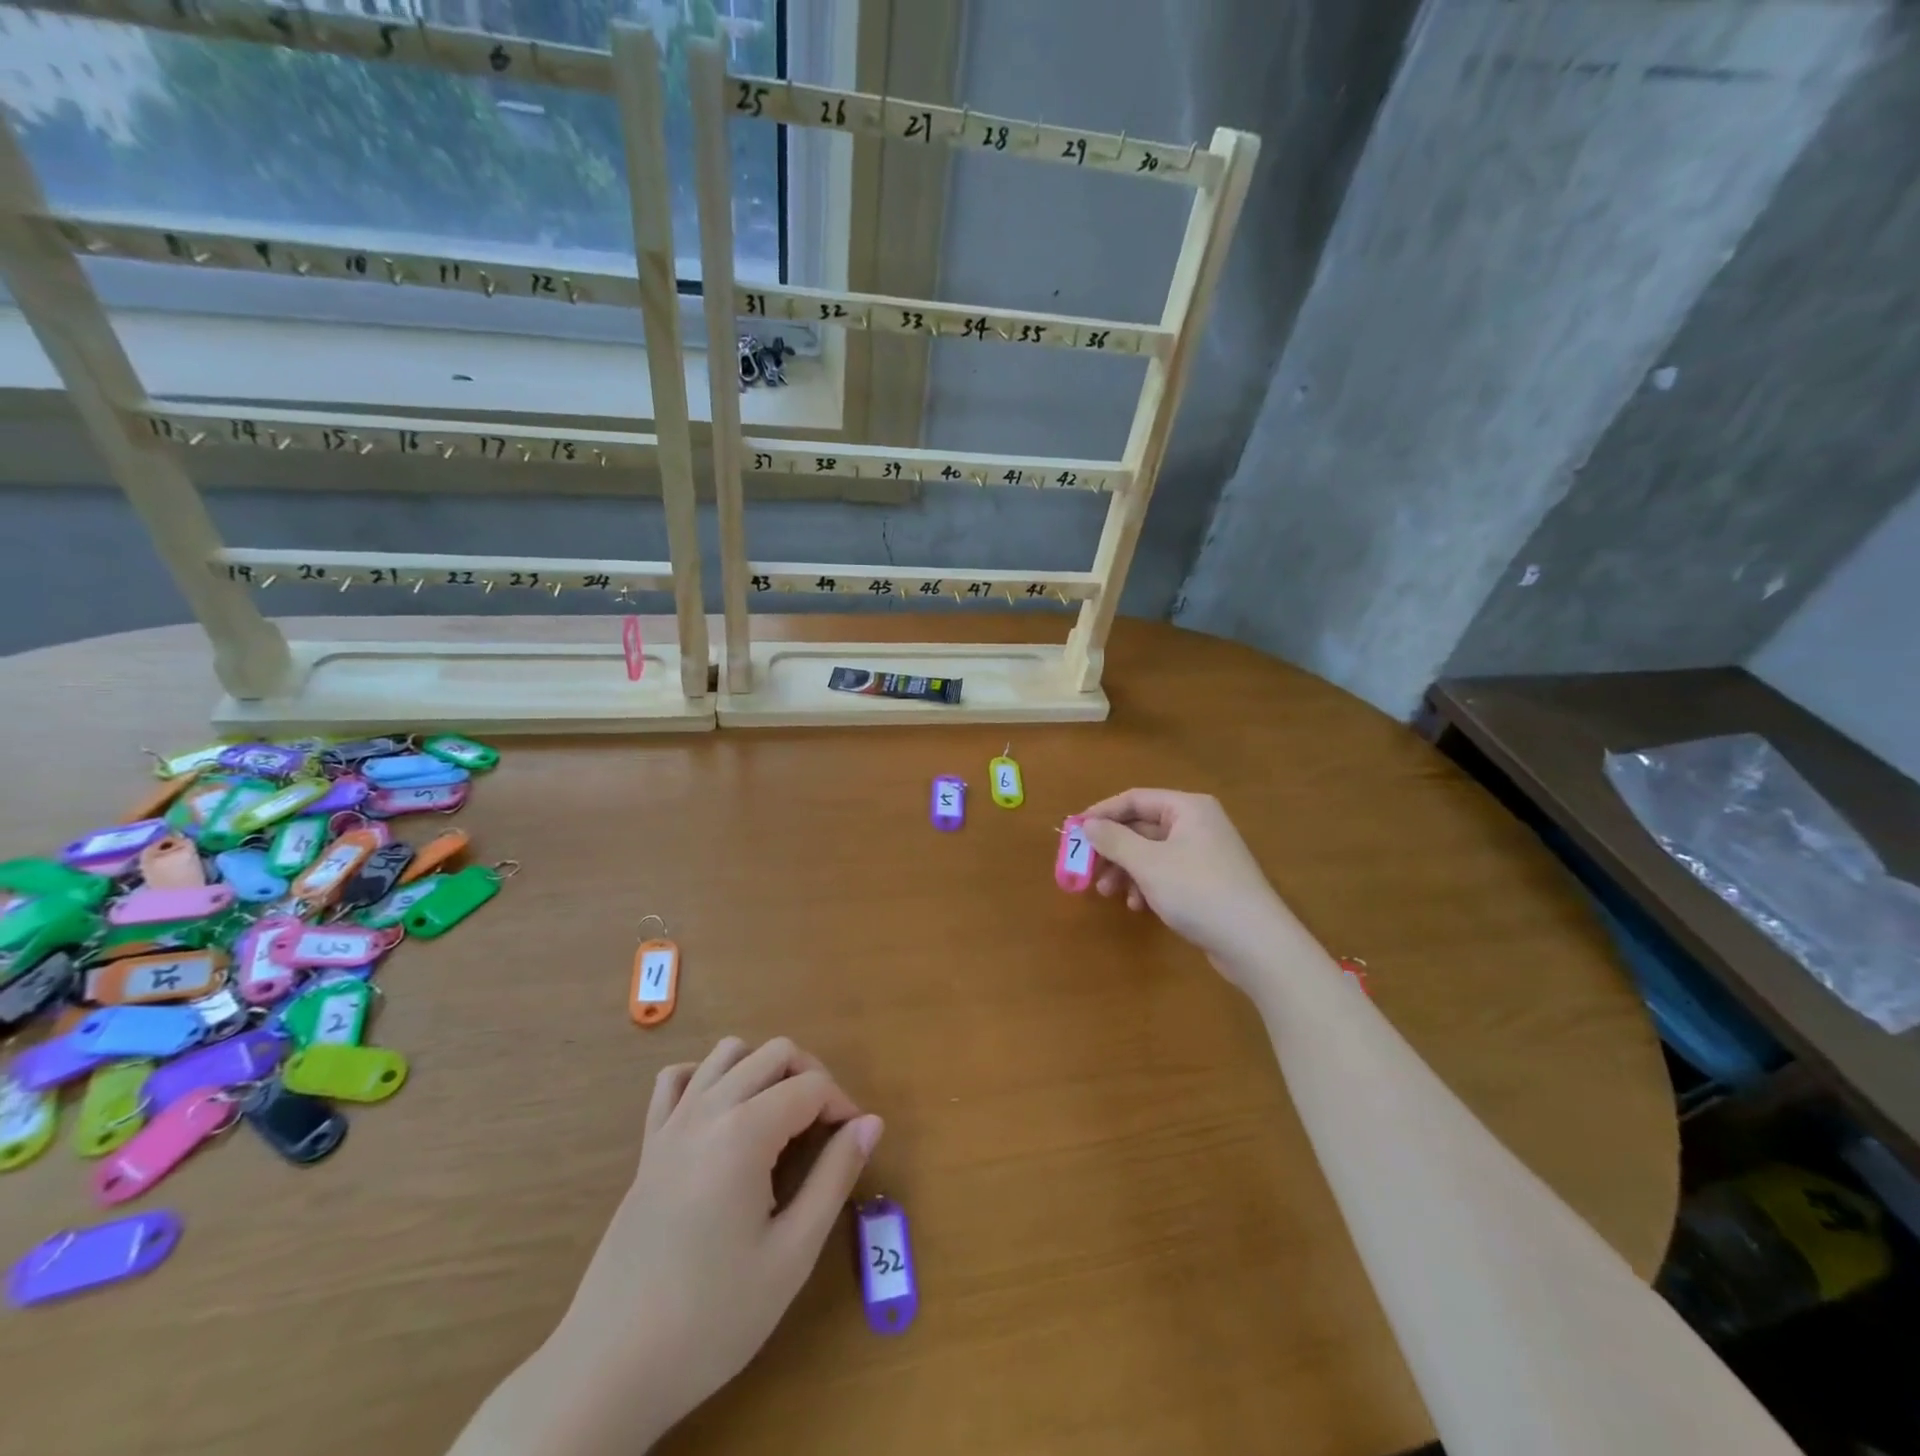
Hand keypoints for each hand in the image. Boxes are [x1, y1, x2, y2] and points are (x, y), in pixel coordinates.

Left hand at [531, 1037, 882, 1451]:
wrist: (611, 1367)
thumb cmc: (712, 1317)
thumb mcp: (792, 1254)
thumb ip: (835, 1177)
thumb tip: (871, 1123)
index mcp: (745, 1132)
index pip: (812, 1085)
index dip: (843, 1106)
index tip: (854, 1145)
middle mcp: (708, 1109)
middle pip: (775, 1052)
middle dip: (812, 1077)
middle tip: (826, 1130)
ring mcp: (672, 1123)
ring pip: (728, 1052)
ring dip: (765, 1069)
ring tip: (782, 1118)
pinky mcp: (649, 1145)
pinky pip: (677, 1079)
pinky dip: (708, 1077)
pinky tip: (724, 1116)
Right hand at [1080, 788, 1292, 984]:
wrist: (1256, 943)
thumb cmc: (1199, 892)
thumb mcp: (1148, 863)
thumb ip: (1113, 840)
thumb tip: (1087, 824)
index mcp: (1187, 808)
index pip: (1134, 799)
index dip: (1101, 814)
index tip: (1073, 833)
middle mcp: (1197, 824)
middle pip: (1141, 827)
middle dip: (1112, 849)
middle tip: (1086, 869)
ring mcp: (1204, 854)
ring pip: (1151, 853)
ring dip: (1125, 871)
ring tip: (1107, 894)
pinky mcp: (1206, 882)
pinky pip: (1166, 873)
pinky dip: (1146, 885)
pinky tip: (1137, 906)